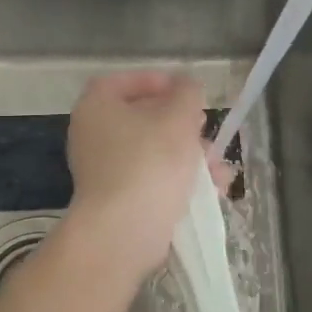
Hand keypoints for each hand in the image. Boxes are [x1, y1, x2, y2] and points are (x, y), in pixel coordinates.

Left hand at [63, 71, 228, 280]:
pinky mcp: (119, 201)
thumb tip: (186, 87)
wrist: (125, 231)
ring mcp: (105, 172)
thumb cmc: (149, 162)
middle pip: (141, 119)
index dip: (154, 81)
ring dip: (189, 156)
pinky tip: (213, 189)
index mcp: (96, 108)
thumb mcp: (178, 117)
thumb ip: (187, 93)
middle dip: (181, 124)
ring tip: (218, 167)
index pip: (121, 82)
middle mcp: (94, 137)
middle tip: (204, 128)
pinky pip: (152, 181)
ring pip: (153, 153)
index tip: (183, 90)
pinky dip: (180, 181)